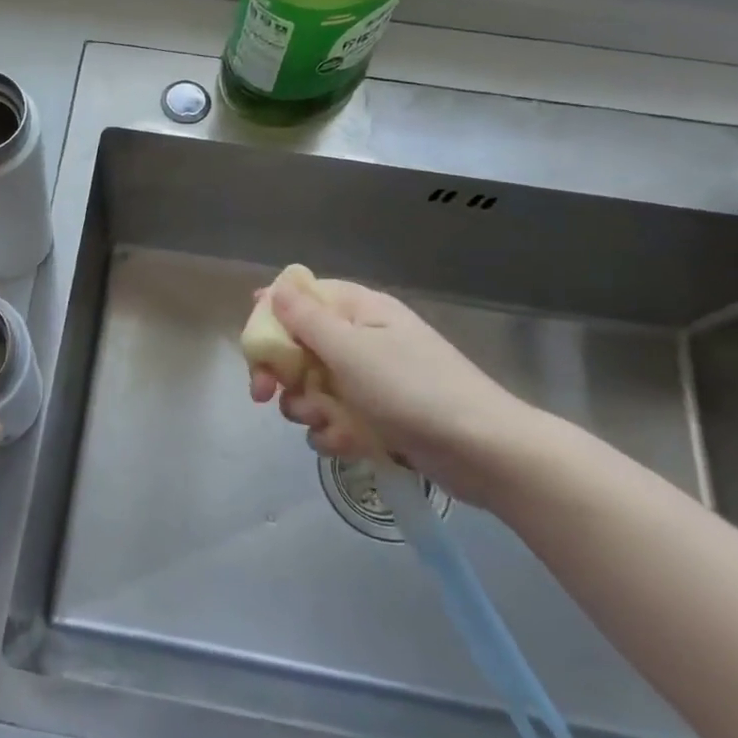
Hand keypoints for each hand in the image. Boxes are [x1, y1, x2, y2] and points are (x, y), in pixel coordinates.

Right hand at [248, 278, 550, 506]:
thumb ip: (306, 319)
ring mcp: (371, 380)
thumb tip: (276, 286)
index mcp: (359, 310)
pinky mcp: (378, 417)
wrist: (483, 451)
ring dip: (308, 409)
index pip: (301, 299)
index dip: (271, 320)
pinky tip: (346, 446)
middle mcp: (362, 339)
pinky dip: (334, 433)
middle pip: (300, 347)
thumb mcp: (351, 350)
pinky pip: (337, 419)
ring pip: (313, 388)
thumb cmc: (412, 389)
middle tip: (265, 396)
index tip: (254, 349)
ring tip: (326, 425)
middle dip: (283, 374)